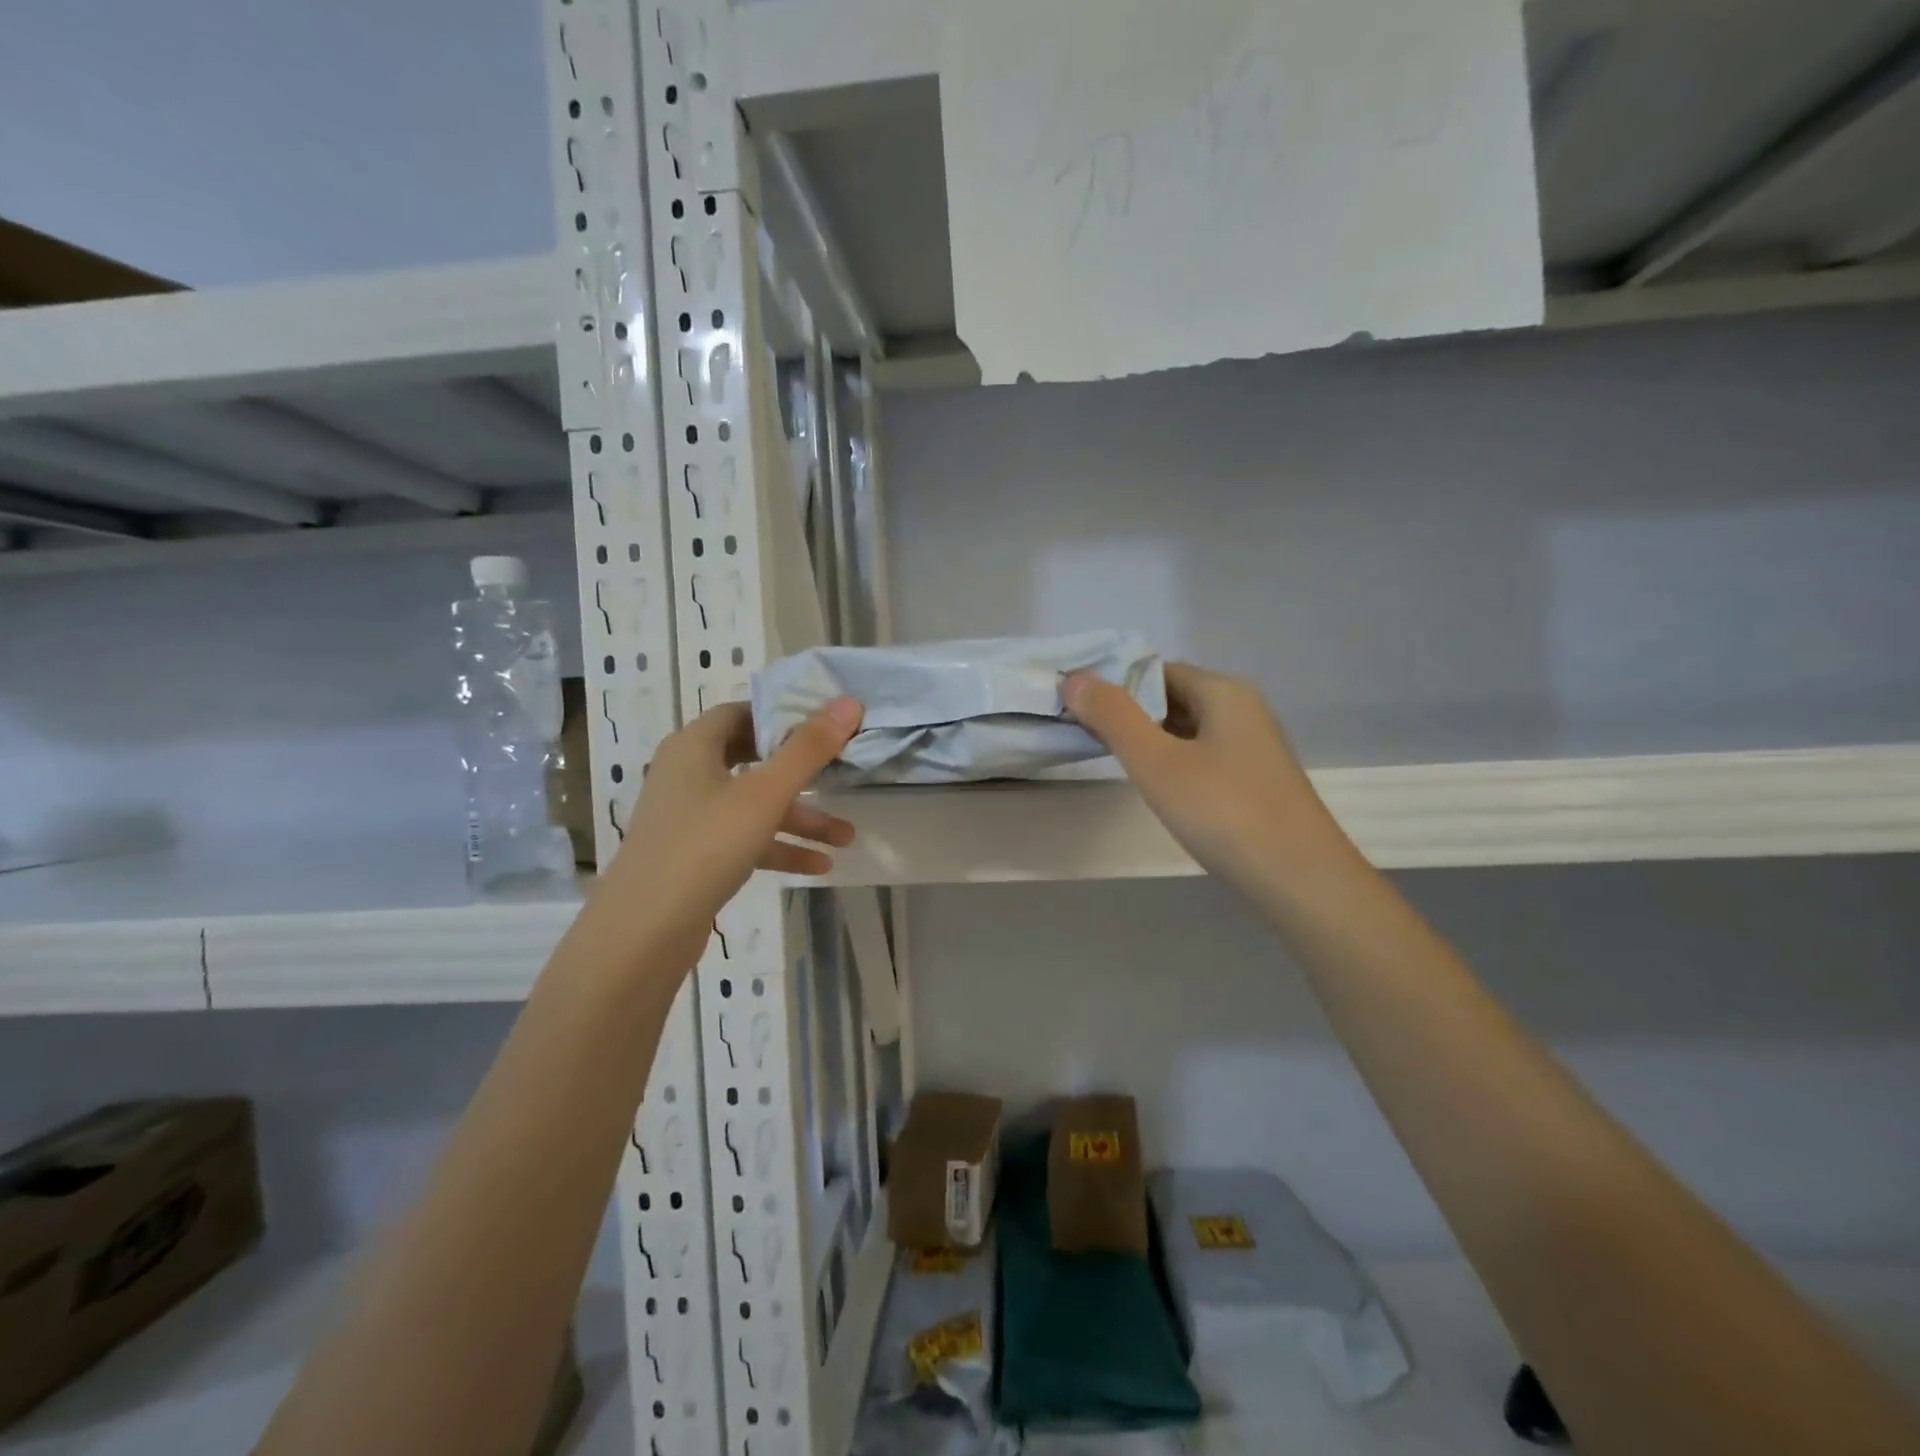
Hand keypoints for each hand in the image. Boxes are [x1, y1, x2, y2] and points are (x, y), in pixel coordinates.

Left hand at [591, 697, 862, 971]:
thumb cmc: (704, 846)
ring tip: (846, 836)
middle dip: (801, 771)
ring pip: (753, 805)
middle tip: (840, 771)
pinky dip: (779, 847)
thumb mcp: (764, 793)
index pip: (742, 712)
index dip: (783, 714)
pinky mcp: (695, 855)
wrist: (644, 932)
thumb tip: (849, 702)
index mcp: (694, 746)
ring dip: (799, 818)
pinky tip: (819, 865)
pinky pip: (745, 839)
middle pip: (752, 758)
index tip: (826, 724)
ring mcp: (690, 817)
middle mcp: (687, 774)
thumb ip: (808, 748)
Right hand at [1063, 663, 1354, 898]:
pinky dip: (1174, 763)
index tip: (1075, 706)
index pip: (1157, 670)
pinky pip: (1203, 756)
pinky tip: (1158, 788)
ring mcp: (1253, 748)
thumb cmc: (1224, 812)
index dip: (1114, 684)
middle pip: (1173, 697)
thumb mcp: (1157, 762)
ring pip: (1188, 730)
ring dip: (1150, 739)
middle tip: (1085, 734)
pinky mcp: (1255, 781)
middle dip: (1129, 713)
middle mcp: (1243, 710)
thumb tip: (1074, 678)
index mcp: (1223, 692)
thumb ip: (1113, 717)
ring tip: (1111, 759)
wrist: (1302, 882)